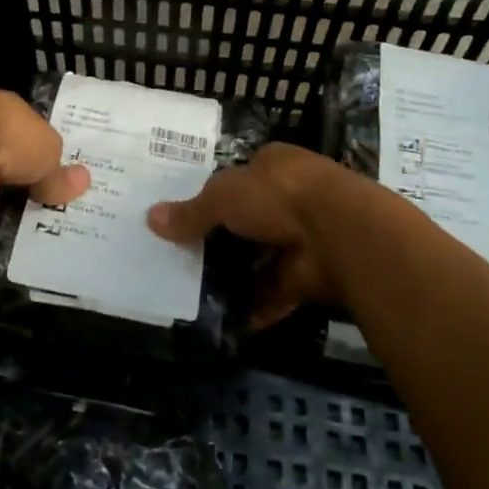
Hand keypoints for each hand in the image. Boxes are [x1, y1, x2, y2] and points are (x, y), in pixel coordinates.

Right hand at [147, 143, 346, 328]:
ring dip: (237, 277)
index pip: (241, 177)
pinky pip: (276, 292)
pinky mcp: (310, 276)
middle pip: (249, 220)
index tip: (189, 216)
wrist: (338, 233)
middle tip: (184, 259)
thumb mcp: (223, 196)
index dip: (215, 195)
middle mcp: (291, 197)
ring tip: (197, 295)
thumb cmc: (277, 195)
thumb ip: (190, 212)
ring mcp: (303, 238)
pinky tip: (226, 322)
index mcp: (274, 165)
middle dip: (223, 240)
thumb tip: (150, 219)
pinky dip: (255, 307)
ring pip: (262, 258)